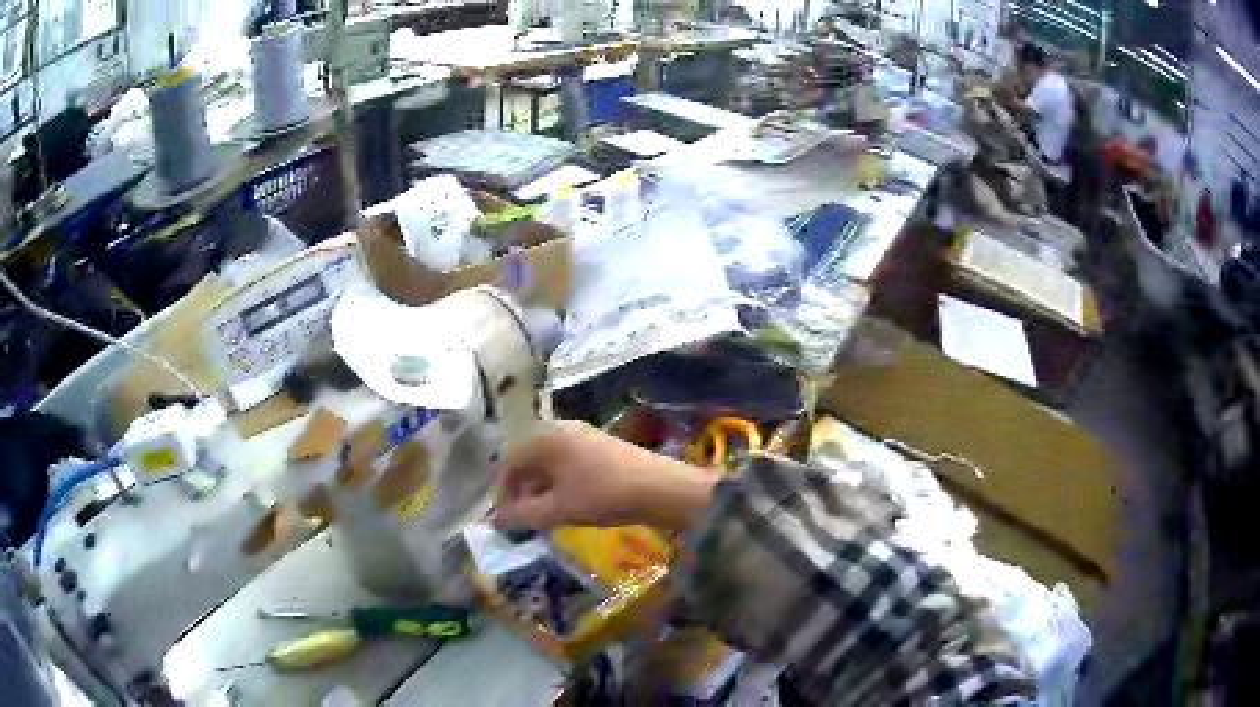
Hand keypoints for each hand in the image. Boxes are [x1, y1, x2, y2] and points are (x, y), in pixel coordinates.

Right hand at [492, 420, 718, 531]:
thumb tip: (495, 521)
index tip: (503, 520)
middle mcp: (560, 429)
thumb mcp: (557, 509)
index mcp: (544, 437)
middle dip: (521, 492)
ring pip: (548, 465)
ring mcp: (582, 437)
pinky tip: (566, 506)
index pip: (509, 463)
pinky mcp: (600, 448)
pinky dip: (559, 486)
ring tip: (542, 518)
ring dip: (540, 491)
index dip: (502, 493)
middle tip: (521, 520)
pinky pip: (567, 466)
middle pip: (528, 461)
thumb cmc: (602, 494)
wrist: (660, 488)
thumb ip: (522, 515)